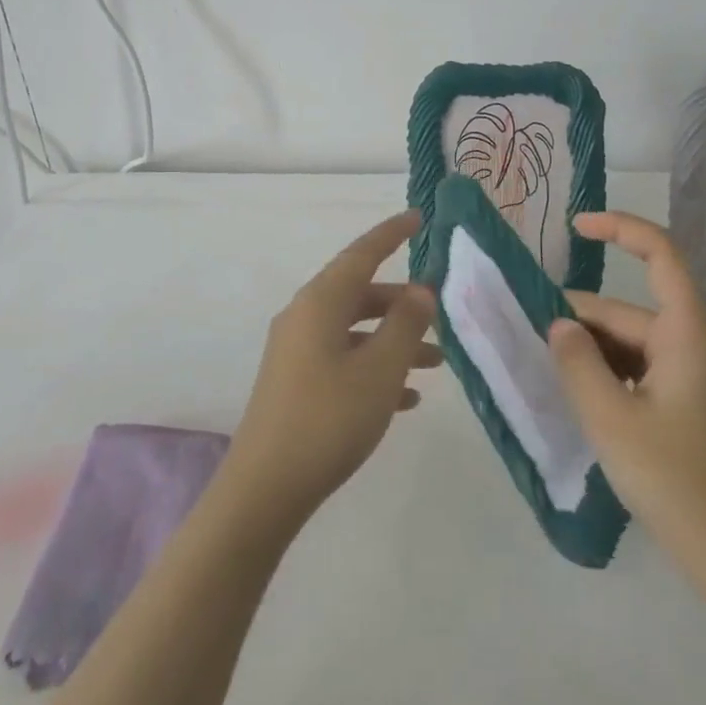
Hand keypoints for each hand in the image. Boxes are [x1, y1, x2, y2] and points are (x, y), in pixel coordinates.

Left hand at [224, 211, 441, 532]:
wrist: (266, 487)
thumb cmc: (330, 419)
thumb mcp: (380, 370)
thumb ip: (405, 324)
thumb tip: (420, 291)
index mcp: (320, 302)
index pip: (361, 253)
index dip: (391, 233)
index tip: (417, 216)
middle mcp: (304, 316)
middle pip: (360, 293)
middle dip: (402, 301)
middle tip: (439, 312)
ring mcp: (296, 350)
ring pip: (355, 329)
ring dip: (394, 339)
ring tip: (437, 363)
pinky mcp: (295, 381)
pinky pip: (343, 359)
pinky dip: (375, 366)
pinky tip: (406, 397)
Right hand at [547, 210, 705, 588]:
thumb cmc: (675, 482)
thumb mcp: (610, 419)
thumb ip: (577, 363)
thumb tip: (559, 325)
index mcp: (688, 336)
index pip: (661, 255)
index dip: (620, 229)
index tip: (576, 228)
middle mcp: (699, 346)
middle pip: (633, 311)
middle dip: (583, 320)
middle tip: (530, 339)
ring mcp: (701, 379)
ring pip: (636, 344)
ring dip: (593, 351)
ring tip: (548, 371)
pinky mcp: (697, 407)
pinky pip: (646, 370)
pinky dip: (612, 374)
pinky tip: (582, 397)